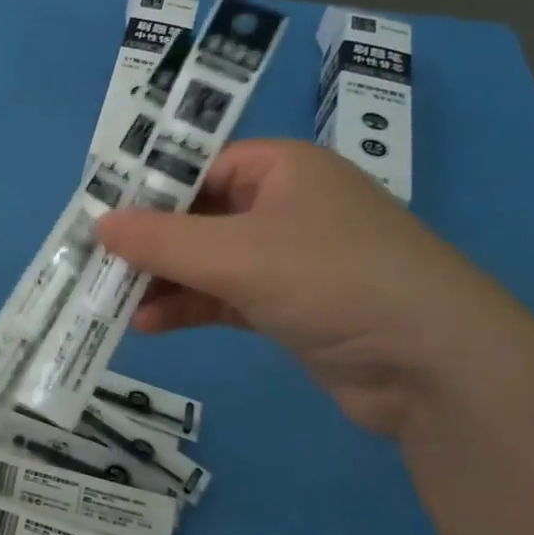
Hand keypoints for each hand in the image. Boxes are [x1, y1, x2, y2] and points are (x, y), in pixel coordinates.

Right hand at [97, 140, 523, 435]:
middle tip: (94, 262)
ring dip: (162, 279)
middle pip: (196, 214)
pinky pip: (223, 296)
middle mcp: (283, 205)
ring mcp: (287, 258)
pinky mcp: (288, 305)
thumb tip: (99, 224)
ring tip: (110, 300)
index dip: (146, 188)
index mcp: (281, 169)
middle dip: (148, 242)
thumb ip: (163, 240)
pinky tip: (148, 325)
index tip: (97, 214)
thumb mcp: (238, 254)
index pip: (197, 165)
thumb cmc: (335, 280)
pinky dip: (188, 306)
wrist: (438, 369)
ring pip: (206, 259)